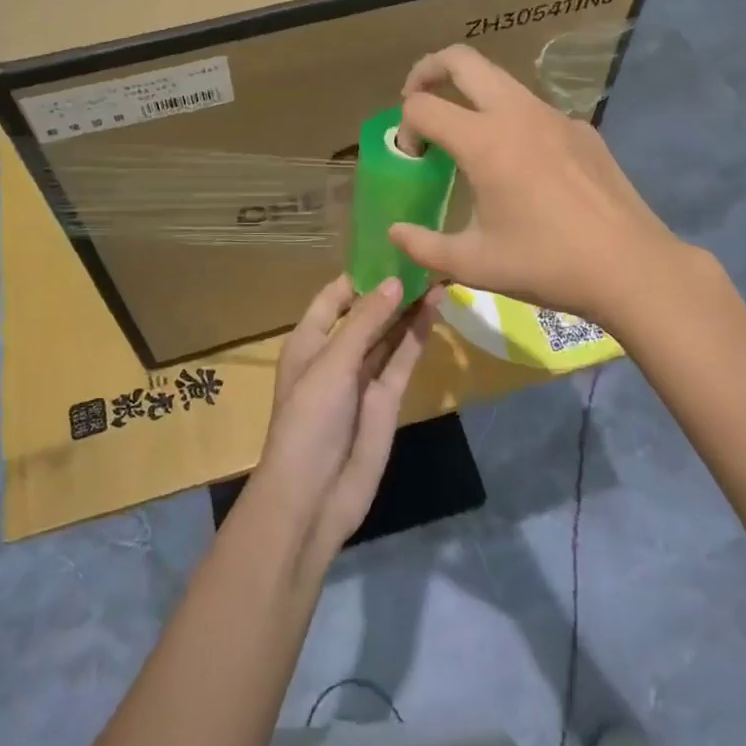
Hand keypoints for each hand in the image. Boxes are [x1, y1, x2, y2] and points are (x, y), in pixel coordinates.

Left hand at [254, 276, 432, 570]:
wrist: (313, 496)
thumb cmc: (309, 420)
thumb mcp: (331, 364)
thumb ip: (364, 323)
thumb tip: (394, 282)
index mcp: (308, 341)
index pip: (333, 297)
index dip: (359, 275)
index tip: (390, 249)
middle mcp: (335, 354)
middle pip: (365, 313)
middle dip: (390, 290)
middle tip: (425, 258)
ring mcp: (362, 377)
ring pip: (388, 334)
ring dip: (408, 309)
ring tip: (437, 275)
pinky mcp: (386, 398)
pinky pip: (402, 360)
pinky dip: (417, 337)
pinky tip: (436, 310)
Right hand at [390, 45, 699, 330]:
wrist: (632, 267)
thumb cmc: (547, 264)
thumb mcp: (474, 265)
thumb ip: (423, 246)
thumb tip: (394, 231)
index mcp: (484, 142)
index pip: (423, 107)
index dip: (405, 127)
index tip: (413, 158)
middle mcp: (517, 114)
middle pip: (462, 60)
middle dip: (429, 70)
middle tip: (417, 98)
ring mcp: (555, 116)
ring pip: (501, 79)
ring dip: (471, 92)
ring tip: (465, 132)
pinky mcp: (582, 129)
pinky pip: (534, 109)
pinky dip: (511, 120)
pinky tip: (523, 166)